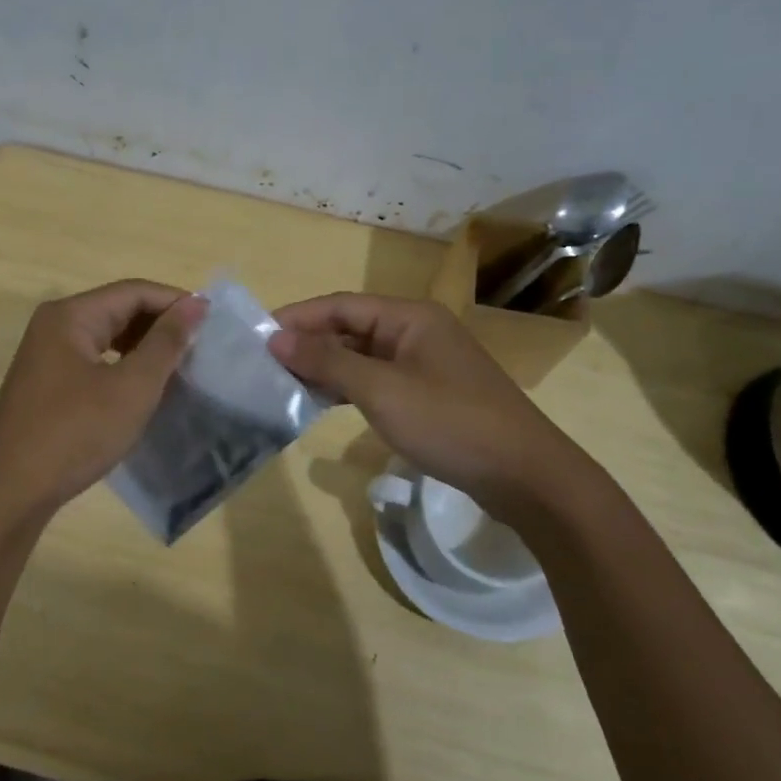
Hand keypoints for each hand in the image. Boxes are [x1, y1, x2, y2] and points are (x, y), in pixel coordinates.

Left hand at [0, 279, 206, 518]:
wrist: (11, 492)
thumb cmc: (75, 433)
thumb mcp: (131, 387)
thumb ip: (166, 342)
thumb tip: (195, 304)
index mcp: (71, 316)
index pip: (133, 292)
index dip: (175, 302)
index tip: (213, 324)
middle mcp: (54, 326)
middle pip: (118, 309)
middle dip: (160, 325)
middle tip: (200, 348)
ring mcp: (46, 356)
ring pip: (106, 337)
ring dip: (143, 347)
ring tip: (179, 367)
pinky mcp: (46, 384)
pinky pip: (93, 361)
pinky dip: (123, 367)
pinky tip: (144, 388)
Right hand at [269, 294, 587, 513]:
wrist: (524, 475)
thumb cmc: (450, 422)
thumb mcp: (381, 390)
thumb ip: (327, 361)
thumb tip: (276, 338)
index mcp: (409, 317)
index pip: (340, 305)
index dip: (297, 318)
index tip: (255, 336)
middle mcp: (416, 331)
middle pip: (350, 328)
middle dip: (308, 344)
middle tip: (263, 365)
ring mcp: (424, 363)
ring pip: (362, 356)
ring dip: (325, 367)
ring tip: (282, 385)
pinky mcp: (428, 393)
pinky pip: (377, 379)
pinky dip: (348, 388)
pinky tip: (321, 403)